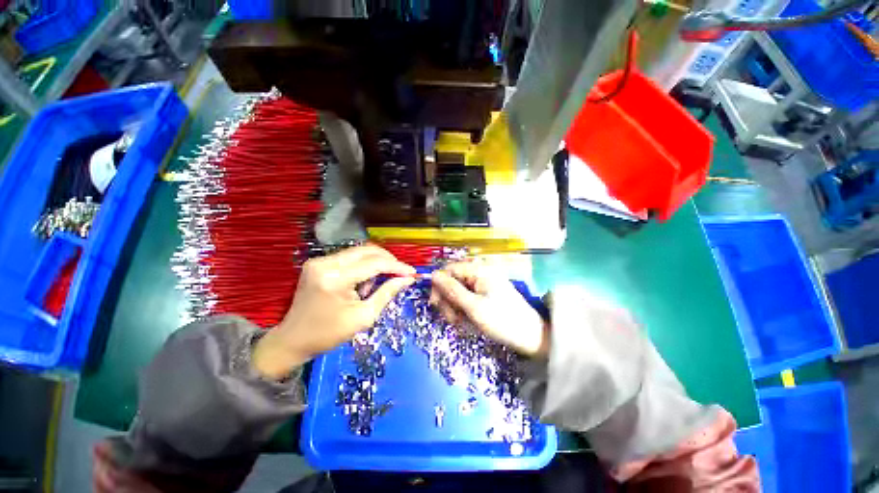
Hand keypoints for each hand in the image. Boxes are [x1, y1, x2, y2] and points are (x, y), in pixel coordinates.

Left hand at [253, 245, 415, 378]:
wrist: (293, 340)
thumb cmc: (329, 334)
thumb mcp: (364, 317)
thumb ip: (387, 293)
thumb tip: (407, 279)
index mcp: (335, 279)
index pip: (374, 263)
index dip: (397, 266)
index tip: (412, 272)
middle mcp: (325, 263)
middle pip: (367, 251)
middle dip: (388, 260)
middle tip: (401, 273)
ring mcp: (319, 261)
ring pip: (359, 252)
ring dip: (375, 262)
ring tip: (378, 282)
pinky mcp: (317, 263)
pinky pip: (349, 257)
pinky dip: (362, 265)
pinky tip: (364, 281)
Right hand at [430, 261, 549, 358]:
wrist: (529, 336)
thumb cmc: (502, 320)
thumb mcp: (474, 307)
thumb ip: (452, 290)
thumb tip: (433, 275)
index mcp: (479, 270)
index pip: (449, 270)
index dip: (439, 286)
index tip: (435, 305)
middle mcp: (479, 272)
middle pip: (451, 281)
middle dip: (448, 301)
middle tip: (453, 319)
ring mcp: (482, 283)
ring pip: (457, 292)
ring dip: (454, 308)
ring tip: (462, 323)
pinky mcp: (484, 294)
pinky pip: (465, 298)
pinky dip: (463, 310)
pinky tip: (468, 322)